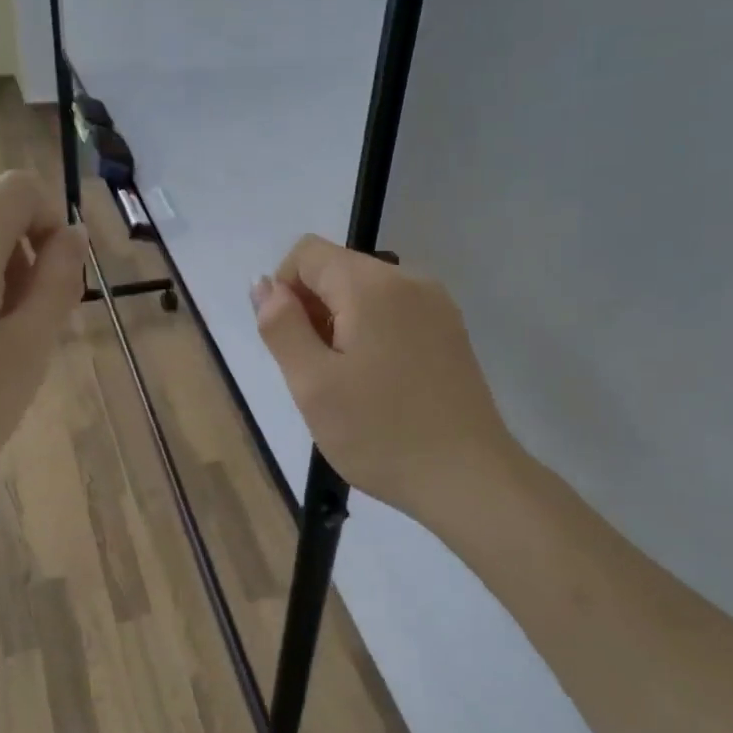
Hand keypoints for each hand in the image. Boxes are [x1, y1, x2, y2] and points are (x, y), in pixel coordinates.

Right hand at [253, 235, 518, 522]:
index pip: (307, 253)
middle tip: (318, 374)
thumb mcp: (312, 383)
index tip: (291, 345)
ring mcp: (437, 305)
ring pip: (365, 294)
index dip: (283, 291)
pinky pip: (394, 313)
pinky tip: (378, 384)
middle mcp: (409, 280)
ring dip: (341, 326)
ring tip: (349, 384)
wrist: (469, 479)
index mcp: (372, 285)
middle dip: (313, 311)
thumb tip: (264, 284)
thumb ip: (281, 326)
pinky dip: (372, 335)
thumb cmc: (380, 433)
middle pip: (338, 270)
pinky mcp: (450, 331)